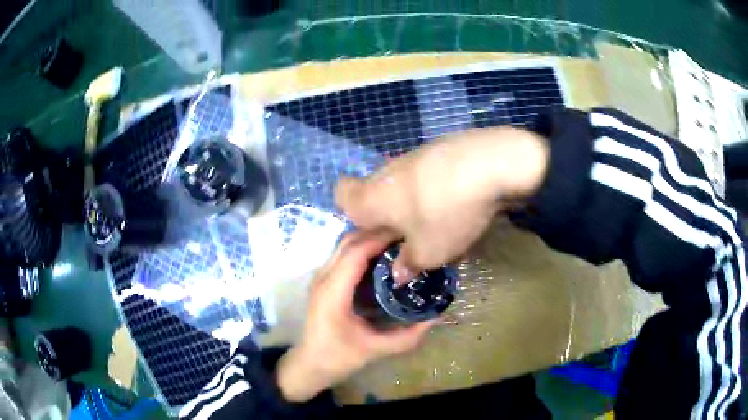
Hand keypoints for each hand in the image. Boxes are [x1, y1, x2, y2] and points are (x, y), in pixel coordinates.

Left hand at [276, 231, 433, 402]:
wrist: (309, 364)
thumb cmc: (338, 357)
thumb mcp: (375, 349)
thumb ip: (407, 337)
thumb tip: (435, 317)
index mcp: (333, 292)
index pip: (356, 252)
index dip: (381, 238)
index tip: (408, 234)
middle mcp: (323, 278)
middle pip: (349, 241)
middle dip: (377, 232)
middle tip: (407, 236)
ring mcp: (321, 277)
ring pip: (345, 244)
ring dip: (370, 237)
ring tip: (399, 242)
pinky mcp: (324, 280)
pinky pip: (344, 253)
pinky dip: (363, 247)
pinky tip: (384, 256)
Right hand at [336, 127, 548, 282]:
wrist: (492, 164)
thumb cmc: (447, 214)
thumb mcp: (430, 253)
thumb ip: (408, 264)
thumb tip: (398, 273)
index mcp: (373, 197)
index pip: (341, 194)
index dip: (349, 210)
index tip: (371, 229)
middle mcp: (388, 172)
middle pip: (375, 190)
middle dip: (387, 213)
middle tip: (409, 234)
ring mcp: (415, 154)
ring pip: (403, 181)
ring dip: (413, 201)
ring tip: (440, 219)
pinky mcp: (441, 146)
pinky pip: (427, 171)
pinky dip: (435, 185)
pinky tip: (461, 198)